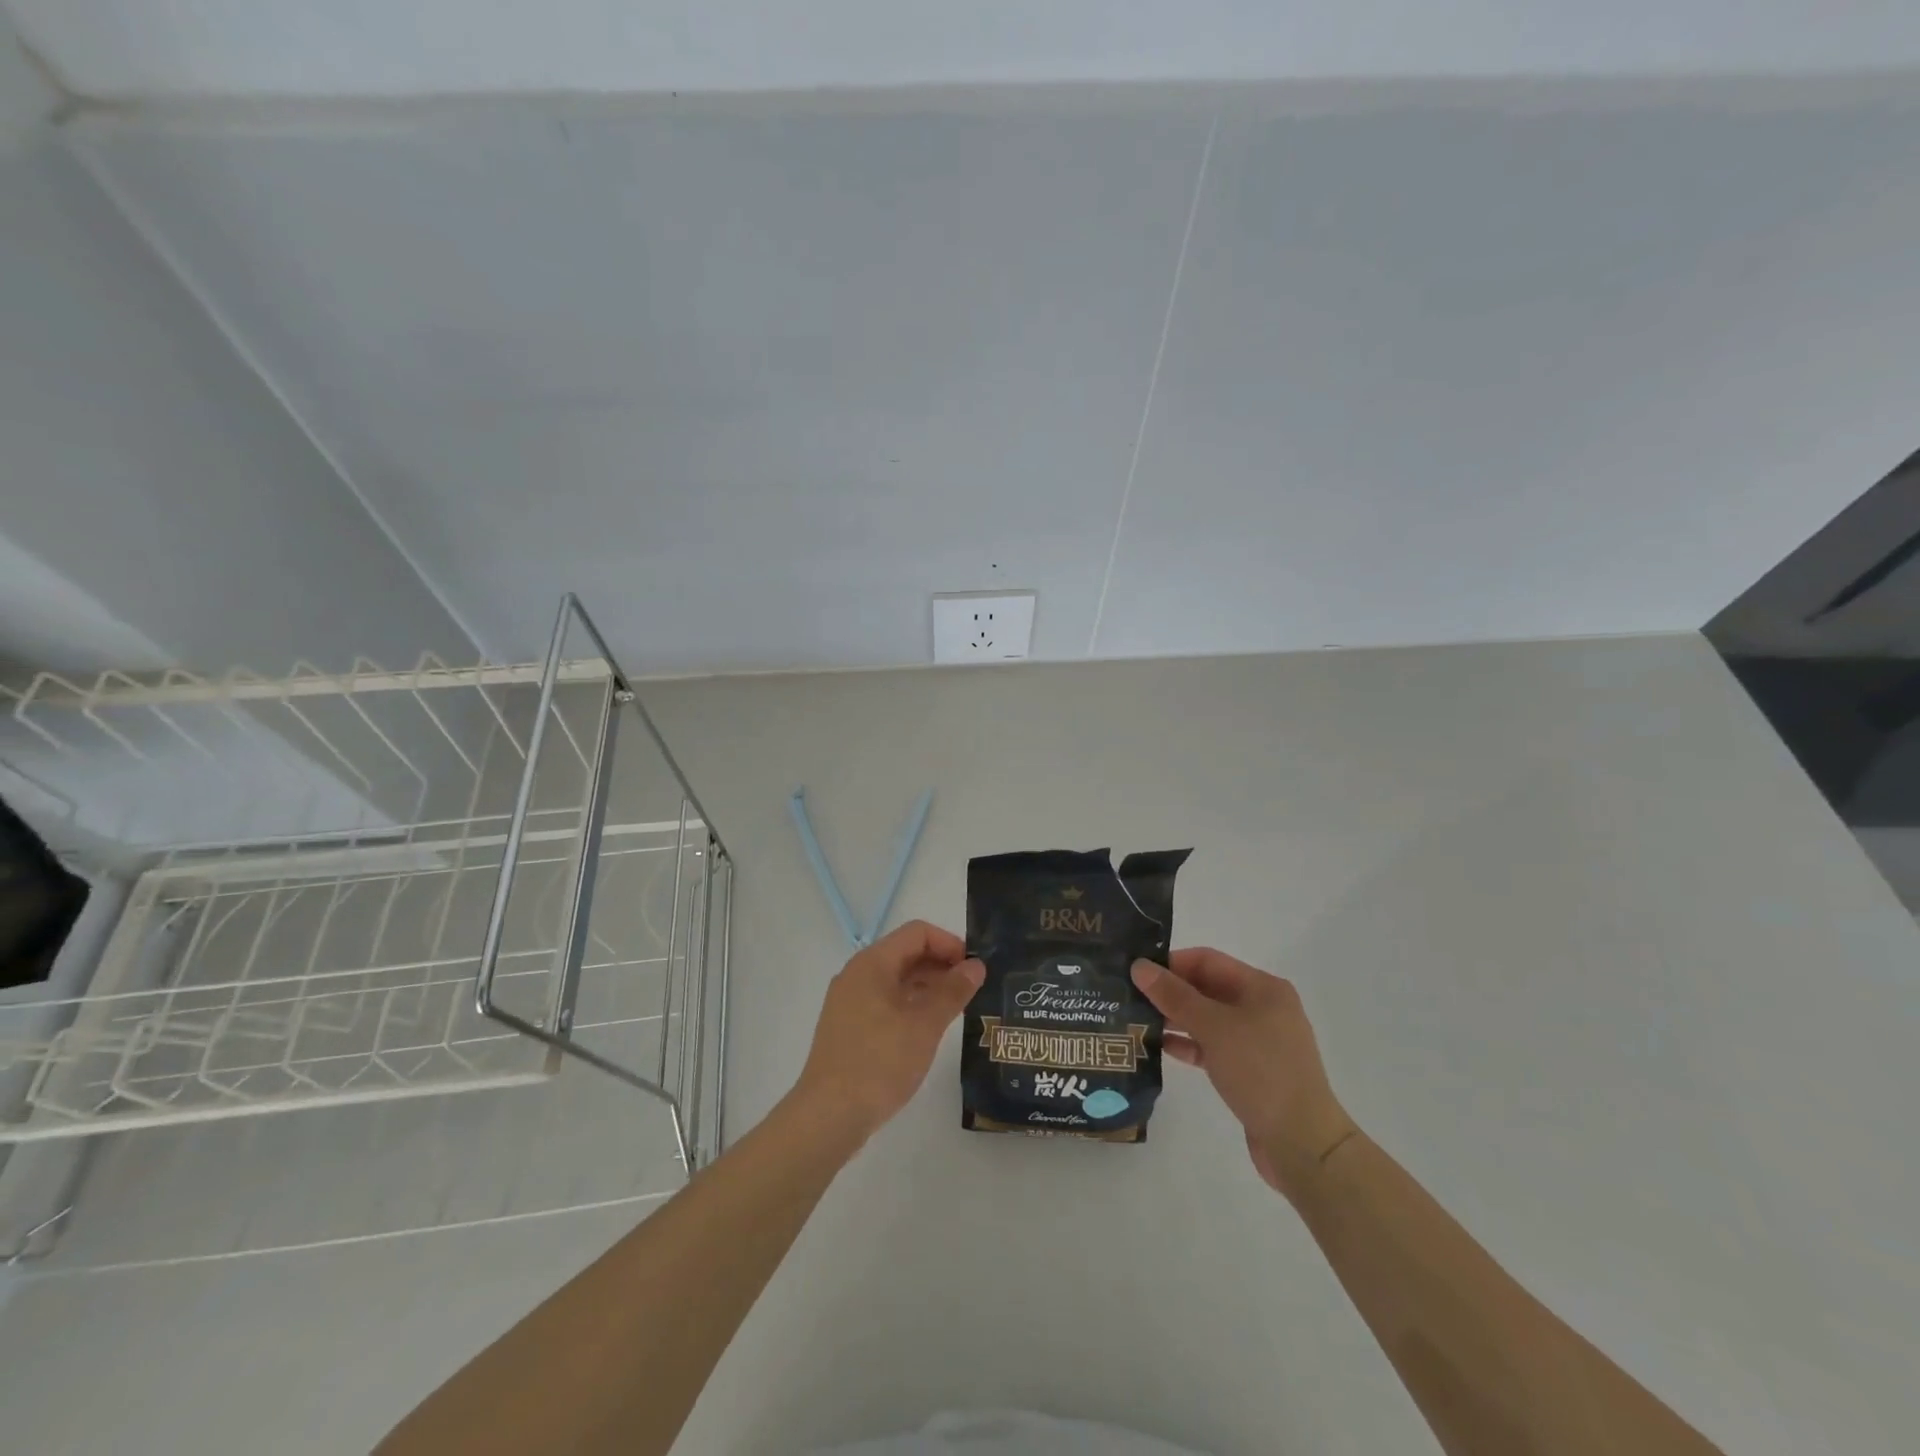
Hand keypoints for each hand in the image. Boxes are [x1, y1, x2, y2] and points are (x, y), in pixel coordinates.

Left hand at [794, 920, 984, 1144]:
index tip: (976, 967)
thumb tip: (976, 966)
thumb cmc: (879, 1062)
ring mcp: (850, 1001)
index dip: (950, 943)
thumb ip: (952, 991)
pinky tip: (930, 1027)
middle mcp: (858, 974)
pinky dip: (911, 1004)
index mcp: (872, 963)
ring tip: (958, 1007)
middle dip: (942, 964)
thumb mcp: (924, 1025)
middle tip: (974, 988)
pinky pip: (886, 1001)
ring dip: (928, 986)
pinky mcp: (849, 1026)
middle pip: (906, 953)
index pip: (917, 933)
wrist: (828, 1116)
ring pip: (896, 979)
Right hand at [1132, 949, 1357, 1200]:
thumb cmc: (1261, 1072)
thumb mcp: (1214, 1027)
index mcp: (1262, 988)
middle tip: (1129, 996)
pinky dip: (1189, 1044)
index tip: (1136, 972)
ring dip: (1175, 1019)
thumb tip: (1139, 966)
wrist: (1303, 1144)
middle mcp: (1262, 1008)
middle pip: (1207, 988)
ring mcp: (1258, 1041)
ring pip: (1208, 1019)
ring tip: (1137, 1021)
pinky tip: (1160, 1048)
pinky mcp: (1251, 1070)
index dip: (1171, 963)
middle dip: (1170, 992)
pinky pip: (1213, 1046)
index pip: (1207, 960)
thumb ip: (1174, 996)